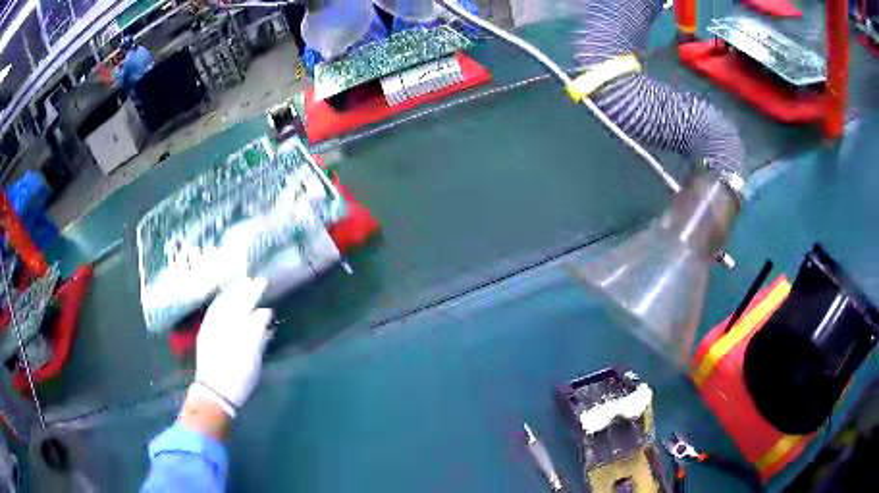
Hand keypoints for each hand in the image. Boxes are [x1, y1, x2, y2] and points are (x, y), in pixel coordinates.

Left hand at [191, 277, 272, 417]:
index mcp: (232, 327)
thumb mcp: (252, 357)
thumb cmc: (237, 378)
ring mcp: (209, 328)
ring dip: (230, 294)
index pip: (243, 303)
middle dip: (241, 290)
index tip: (262, 282)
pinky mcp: (204, 335)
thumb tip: (264, 311)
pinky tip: (225, 303)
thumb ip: (258, 331)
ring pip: (220, 305)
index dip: (252, 292)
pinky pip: (213, 312)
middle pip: (230, 301)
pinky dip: (220, 303)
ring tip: (239, 286)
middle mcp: (218, 323)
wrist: (215, 395)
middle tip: (252, 280)